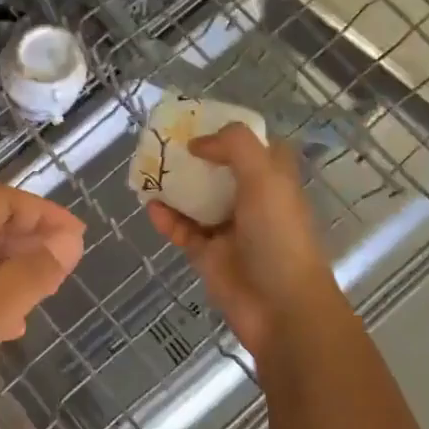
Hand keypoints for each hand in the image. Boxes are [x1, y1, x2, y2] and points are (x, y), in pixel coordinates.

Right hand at [146, 124, 339, 359]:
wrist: (281, 307)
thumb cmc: (279, 236)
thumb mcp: (265, 177)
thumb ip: (235, 146)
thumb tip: (198, 143)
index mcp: (273, 181)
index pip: (256, 148)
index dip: (232, 133)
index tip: (202, 121)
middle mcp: (252, 201)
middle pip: (220, 172)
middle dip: (195, 158)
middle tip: (164, 143)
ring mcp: (229, 230)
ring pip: (197, 201)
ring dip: (175, 187)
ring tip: (148, 171)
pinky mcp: (208, 255)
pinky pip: (183, 231)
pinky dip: (167, 219)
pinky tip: (151, 207)